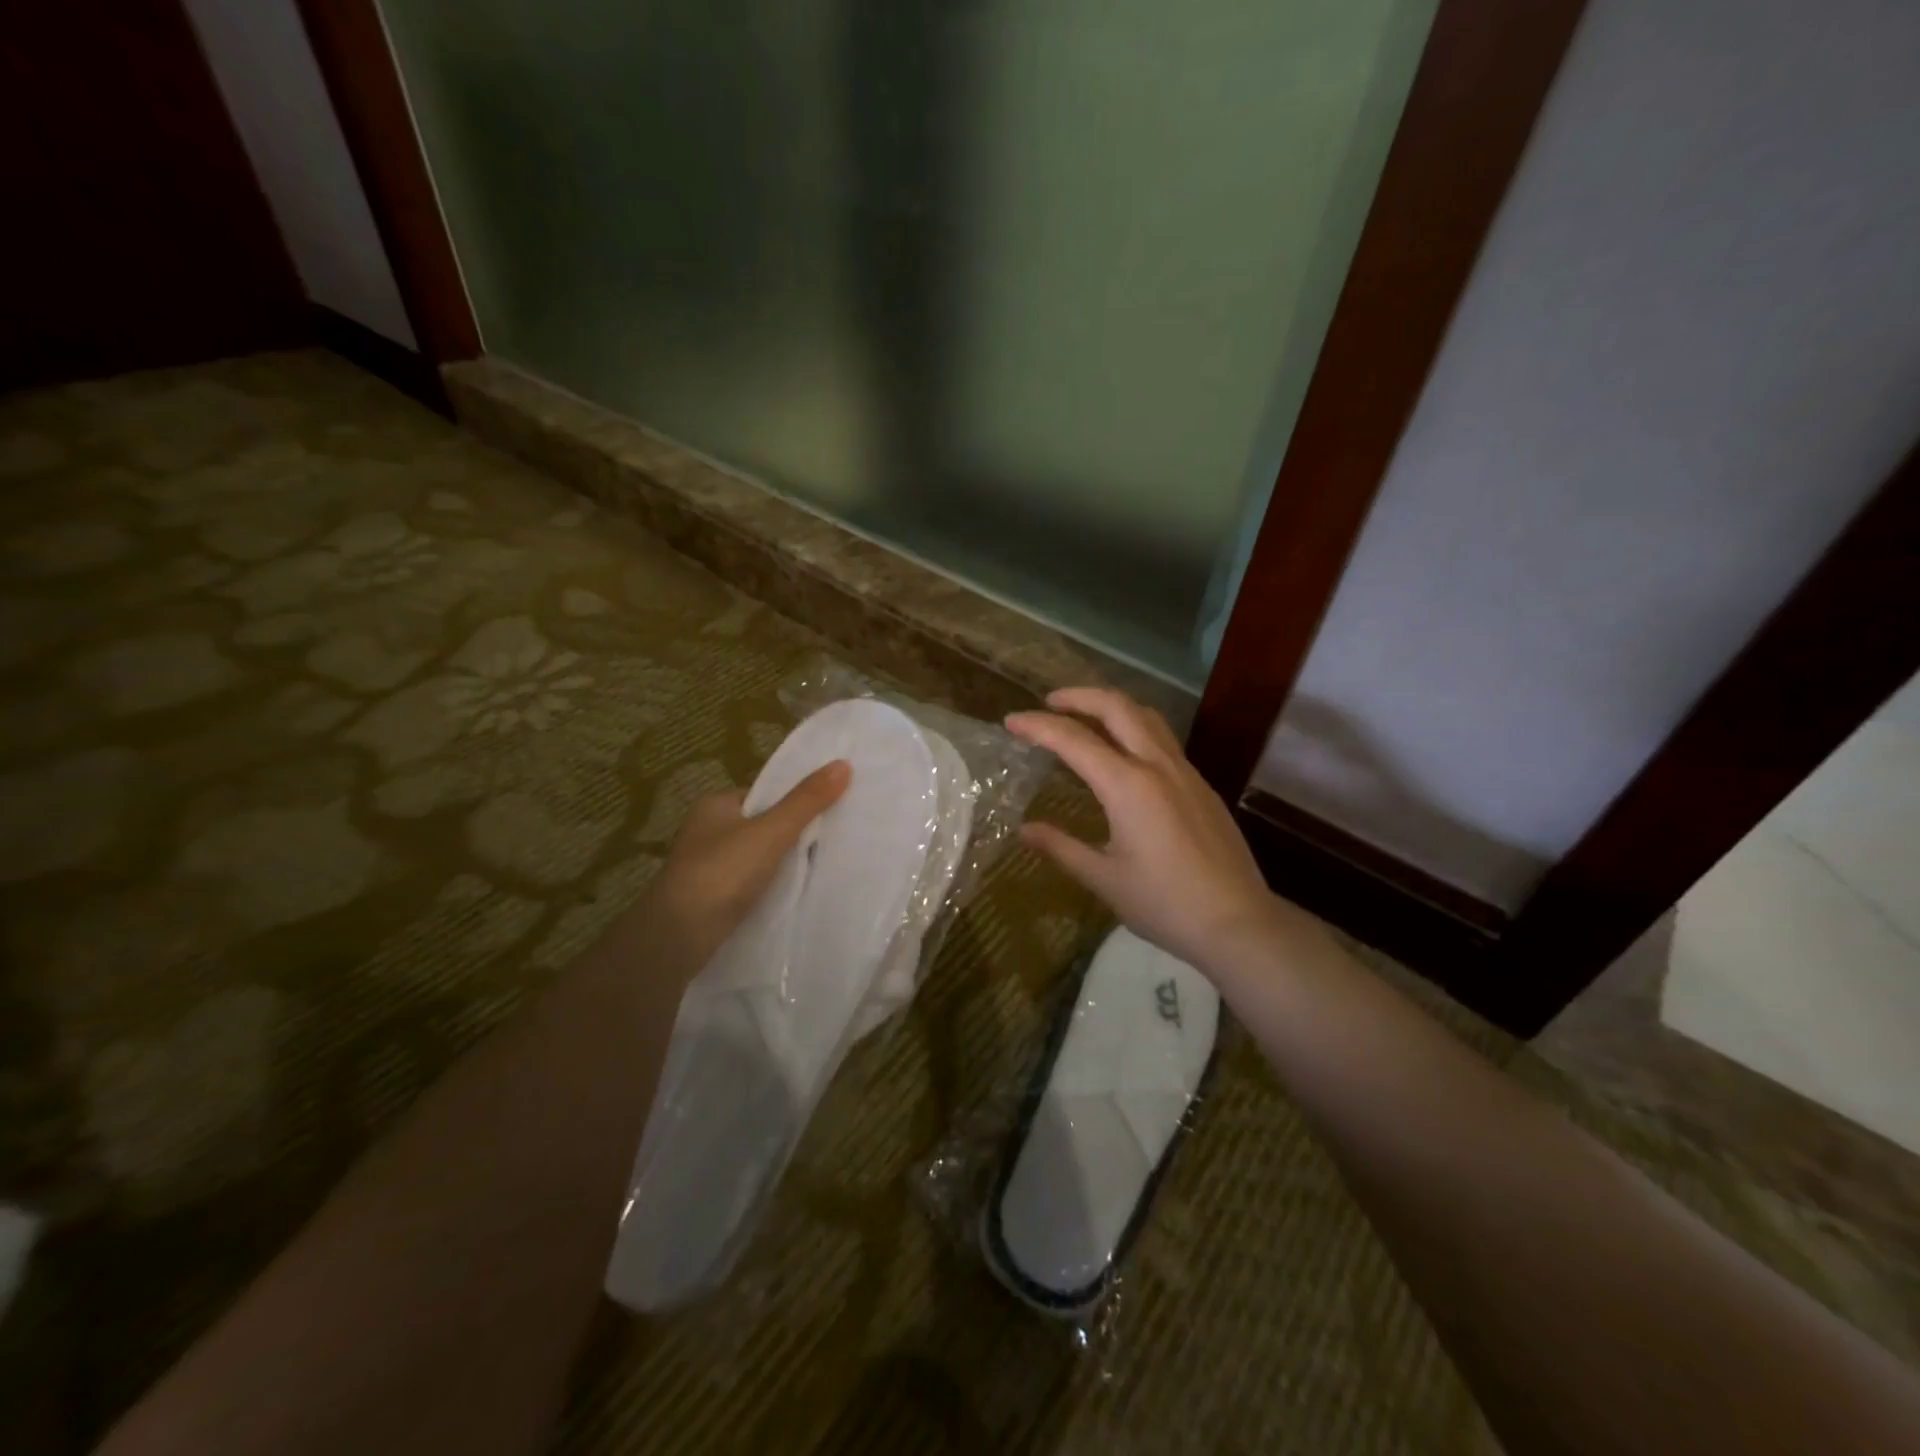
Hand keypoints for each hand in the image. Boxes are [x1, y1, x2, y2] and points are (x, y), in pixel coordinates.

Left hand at [649, 760, 850, 967]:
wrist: (677, 937)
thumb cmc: (721, 873)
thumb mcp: (771, 831)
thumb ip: (806, 801)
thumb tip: (844, 764)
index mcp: (715, 806)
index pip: (765, 794)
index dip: (796, 800)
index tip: (831, 809)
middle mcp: (708, 832)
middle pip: (763, 825)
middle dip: (794, 833)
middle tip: (835, 839)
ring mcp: (709, 868)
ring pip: (759, 857)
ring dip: (784, 863)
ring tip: (824, 866)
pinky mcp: (713, 900)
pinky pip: (753, 884)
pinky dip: (772, 887)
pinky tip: (796, 893)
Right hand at [1007, 688, 1277, 969]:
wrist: (1238, 922)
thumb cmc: (1164, 903)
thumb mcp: (1104, 878)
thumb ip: (1061, 847)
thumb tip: (1024, 830)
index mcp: (1127, 785)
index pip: (1073, 740)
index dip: (1038, 726)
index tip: (1011, 721)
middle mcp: (1157, 766)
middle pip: (1117, 707)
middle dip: (1079, 696)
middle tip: (1050, 702)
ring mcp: (1185, 772)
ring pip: (1147, 717)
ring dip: (1112, 706)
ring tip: (1086, 716)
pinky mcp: (1202, 786)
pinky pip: (1163, 740)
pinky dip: (1135, 729)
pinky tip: (1124, 754)